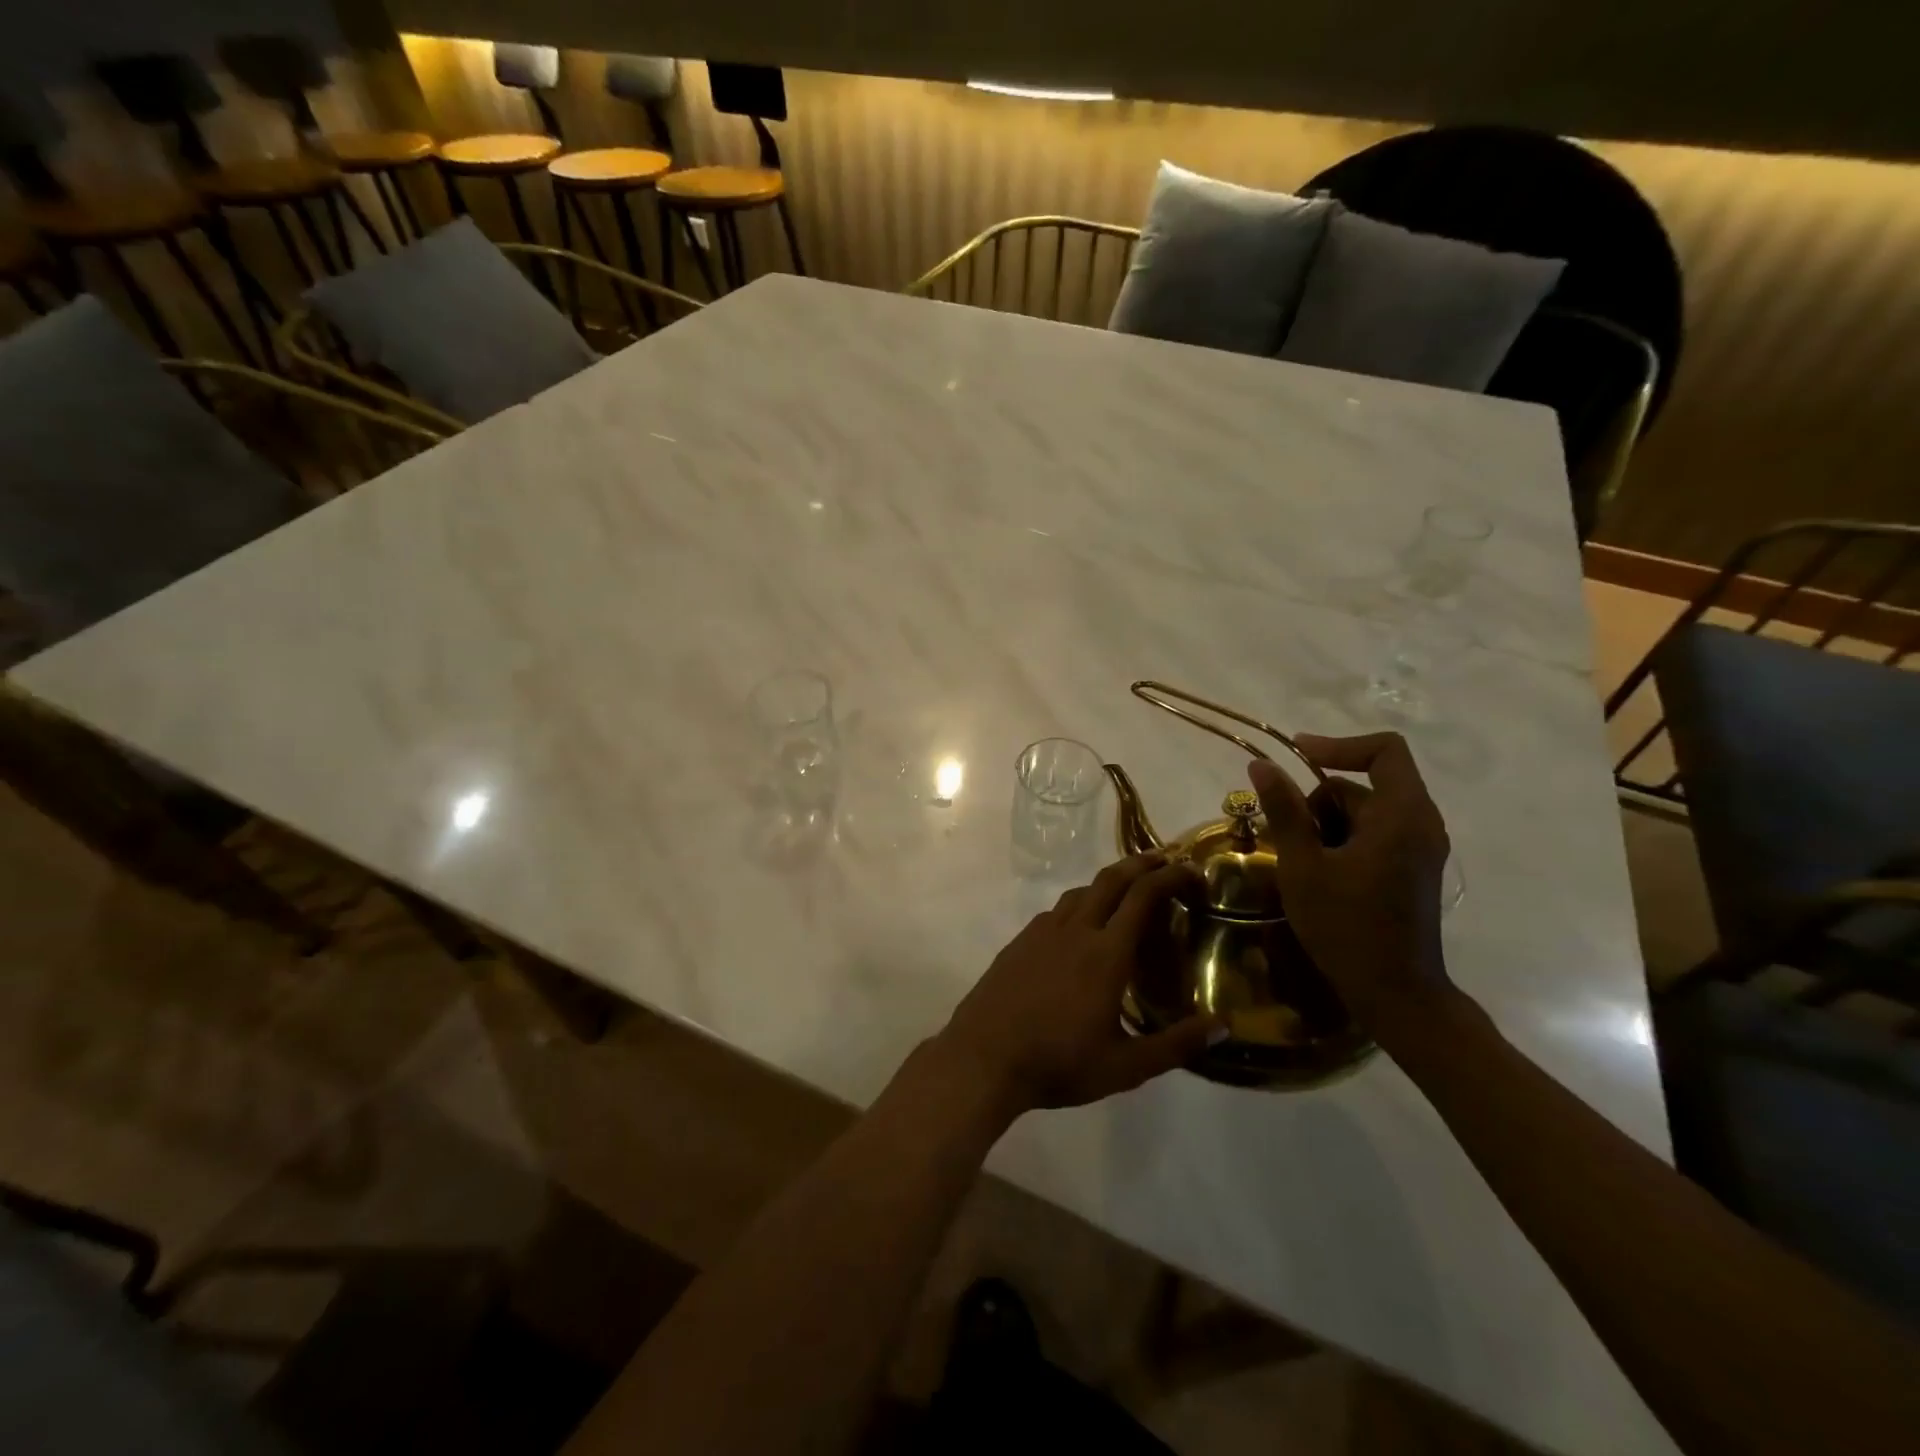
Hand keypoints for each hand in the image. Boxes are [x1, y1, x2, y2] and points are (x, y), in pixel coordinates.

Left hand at [934, 854, 1224, 1115]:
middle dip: (1141, 864)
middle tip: (1165, 861)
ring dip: (1108, 883)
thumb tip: (1224, 1026)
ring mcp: (1042, 931)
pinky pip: (1057, 910)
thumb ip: (1177, 1045)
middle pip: (1111, 880)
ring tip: (1126, 893)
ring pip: (1081, 891)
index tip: (1191, 870)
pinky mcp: (1019, 941)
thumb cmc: (1059, 1063)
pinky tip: (1081, 926)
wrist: (984, 1057)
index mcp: (1106, 953)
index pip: (1143, 897)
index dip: (1170, 877)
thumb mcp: (1126, 1066)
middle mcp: (1075, 930)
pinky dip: (1080, 903)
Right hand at [1248, 732, 1454, 1031]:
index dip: (1338, 745)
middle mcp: (1421, 823)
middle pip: (1362, 786)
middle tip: (1286, 839)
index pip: (1384, 750)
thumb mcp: (1302, 865)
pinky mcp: (1413, 868)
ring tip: (1301, 865)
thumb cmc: (1345, 926)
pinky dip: (1342, 842)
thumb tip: (1261, 764)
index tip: (1295, 755)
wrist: (1395, 993)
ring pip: (1363, 813)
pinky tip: (1320, 876)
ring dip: (1326, 826)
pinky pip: (1373, 835)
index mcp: (1402, 814)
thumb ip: (1284, 810)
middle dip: (1318, 803)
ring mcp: (1420, 848)